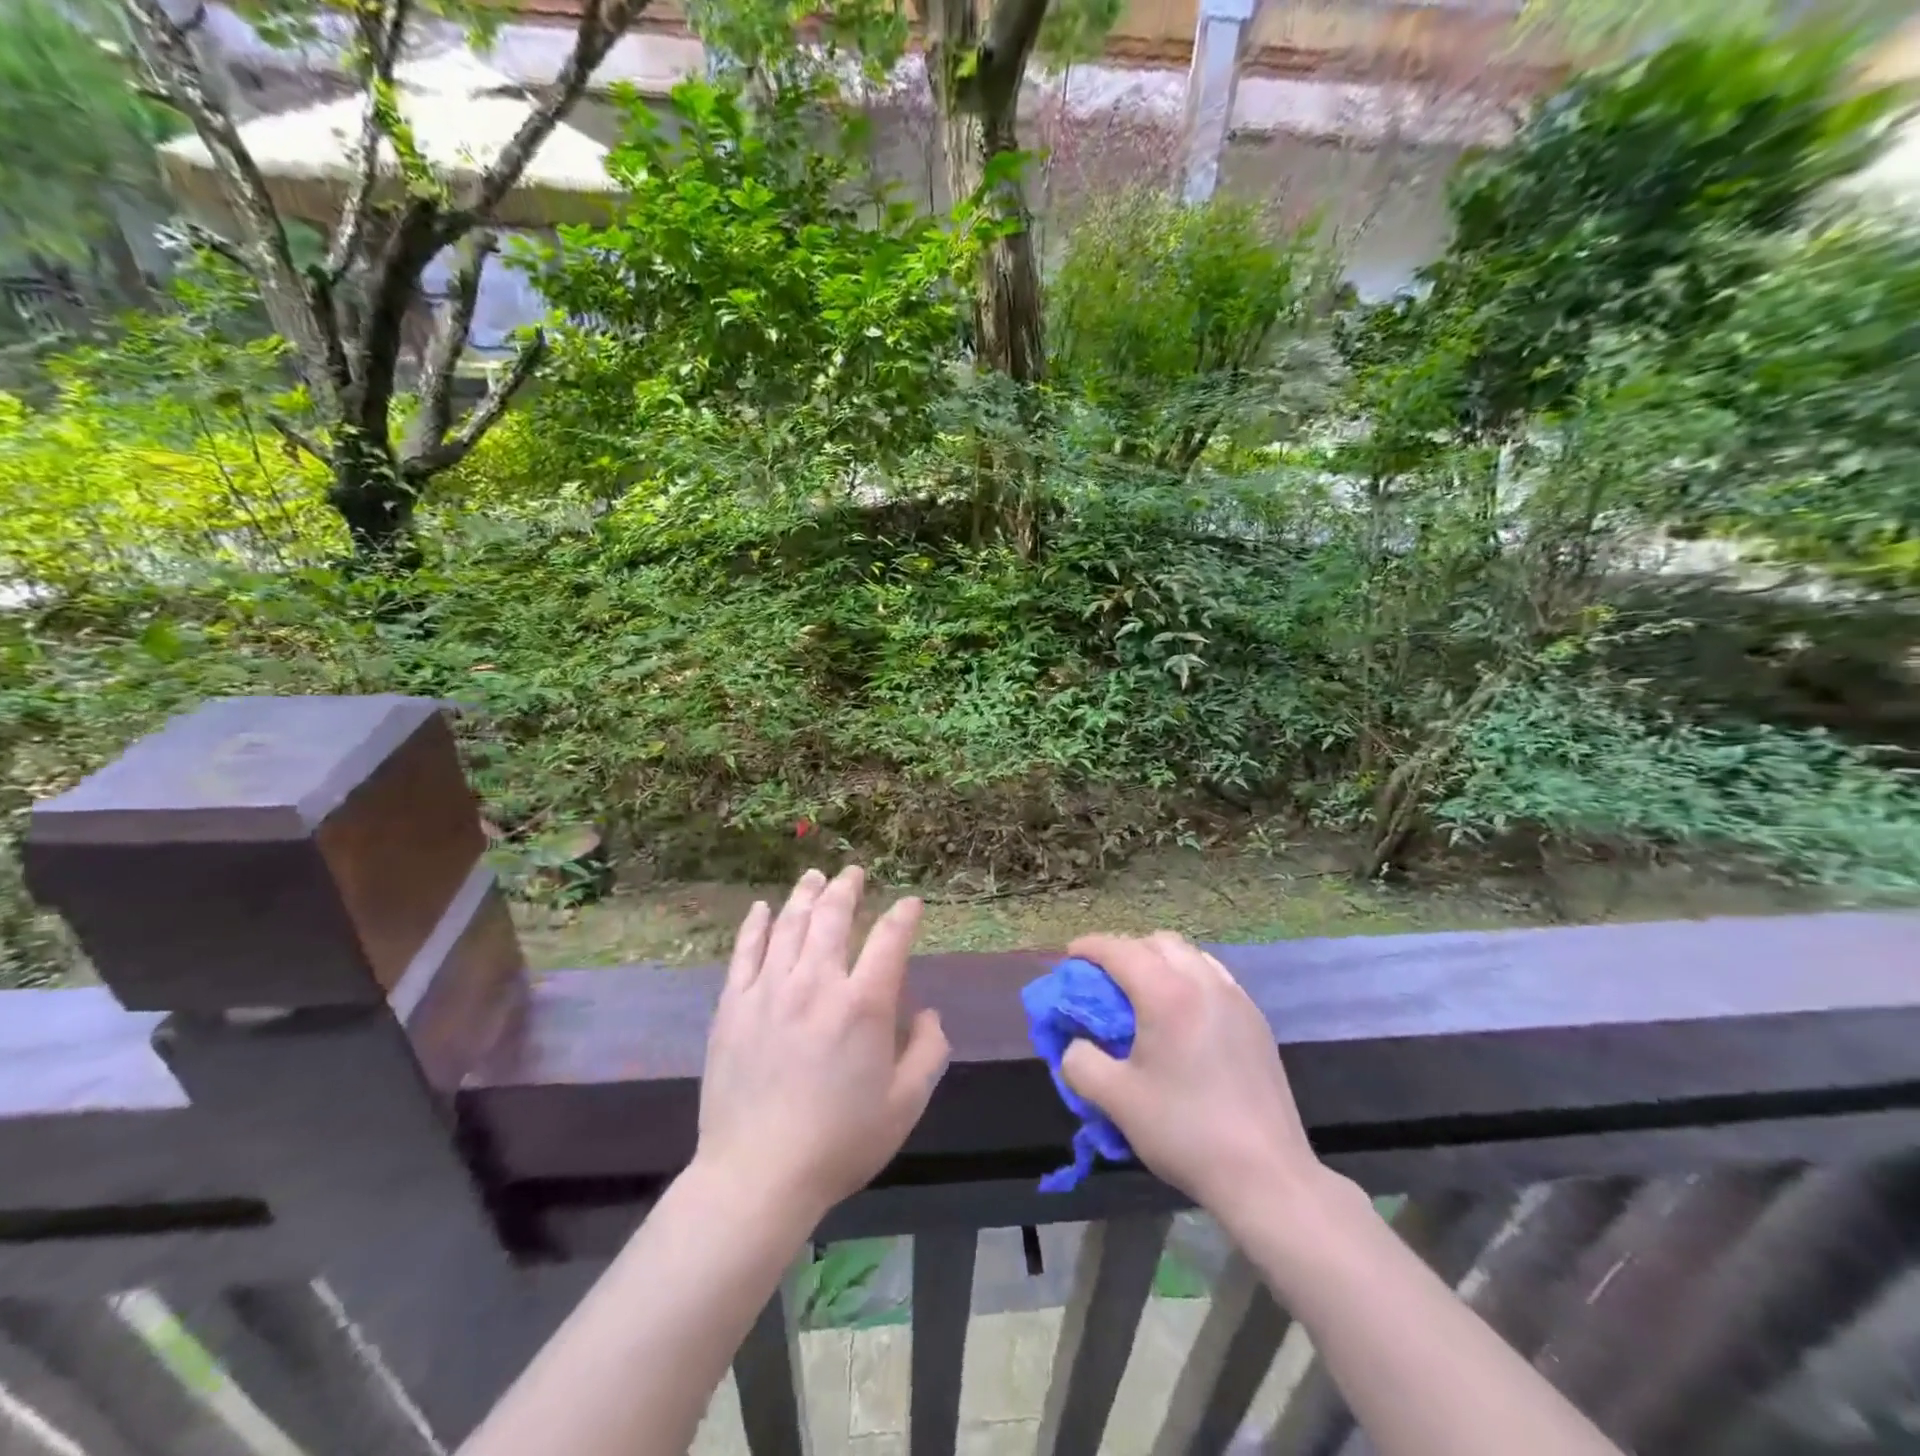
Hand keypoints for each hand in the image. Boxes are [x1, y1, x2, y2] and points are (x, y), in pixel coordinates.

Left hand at [696, 866, 949, 1221]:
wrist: (756, 1177)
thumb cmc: (839, 1143)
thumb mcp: (905, 1105)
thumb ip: (928, 1052)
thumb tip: (928, 1014)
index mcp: (863, 1006)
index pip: (889, 940)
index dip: (904, 915)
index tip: (911, 904)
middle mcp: (816, 984)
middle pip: (833, 917)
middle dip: (847, 888)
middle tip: (853, 873)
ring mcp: (769, 991)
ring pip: (790, 925)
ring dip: (806, 895)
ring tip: (815, 876)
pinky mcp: (733, 1006)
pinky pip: (745, 952)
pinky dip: (756, 925)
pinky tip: (763, 909)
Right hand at [1060, 932, 1331, 1232]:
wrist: (1265, 1175)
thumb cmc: (1185, 1131)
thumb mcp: (1116, 1100)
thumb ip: (1081, 1063)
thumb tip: (1075, 1044)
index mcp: (1167, 994)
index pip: (1120, 950)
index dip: (1090, 947)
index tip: (1070, 956)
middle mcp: (1204, 983)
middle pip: (1158, 943)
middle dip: (1127, 950)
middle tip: (1106, 980)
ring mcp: (1236, 999)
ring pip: (1190, 956)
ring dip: (1160, 961)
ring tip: (1144, 994)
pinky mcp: (1256, 1021)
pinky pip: (1214, 977)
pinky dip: (1189, 978)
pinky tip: (1182, 1016)